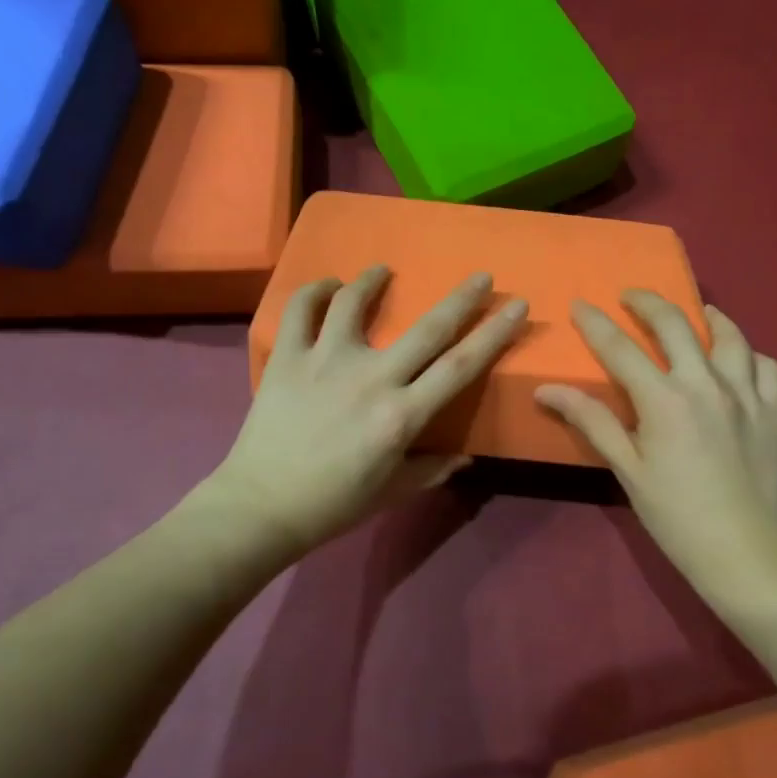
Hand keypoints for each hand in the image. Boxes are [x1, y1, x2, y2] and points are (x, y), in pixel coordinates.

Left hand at [203, 266, 527, 562]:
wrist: (260, 507)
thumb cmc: (333, 505)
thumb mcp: (391, 491)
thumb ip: (432, 469)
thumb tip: (465, 456)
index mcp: (401, 416)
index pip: (460, 367)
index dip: (494, 334)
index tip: (515, 306)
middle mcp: (371, 379)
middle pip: (428, 329)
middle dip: (462, 298)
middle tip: (481, 275)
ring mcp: (325, 362)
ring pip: (355, 303)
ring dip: (374, 279)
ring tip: (383, 270)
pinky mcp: (287, 357)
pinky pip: (301, 310)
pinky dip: (316, 291)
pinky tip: (328, 286)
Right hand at [536, 294, 776, 597]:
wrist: (746, 552)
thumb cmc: (677, 516)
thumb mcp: (628, 469)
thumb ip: (591, 421)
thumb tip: (547, 390)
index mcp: (664, 400)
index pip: (620, 348)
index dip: (595, 323)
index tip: (580, 303)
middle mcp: (706, 384)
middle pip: (674, 324)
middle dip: (647, 302)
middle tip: (631, 297)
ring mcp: (746, 394)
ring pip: (729, 336)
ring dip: (707, 318)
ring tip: (696, 314)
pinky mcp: (775, 411)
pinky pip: (766, 366)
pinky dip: (749, 355)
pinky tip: (738, 361)